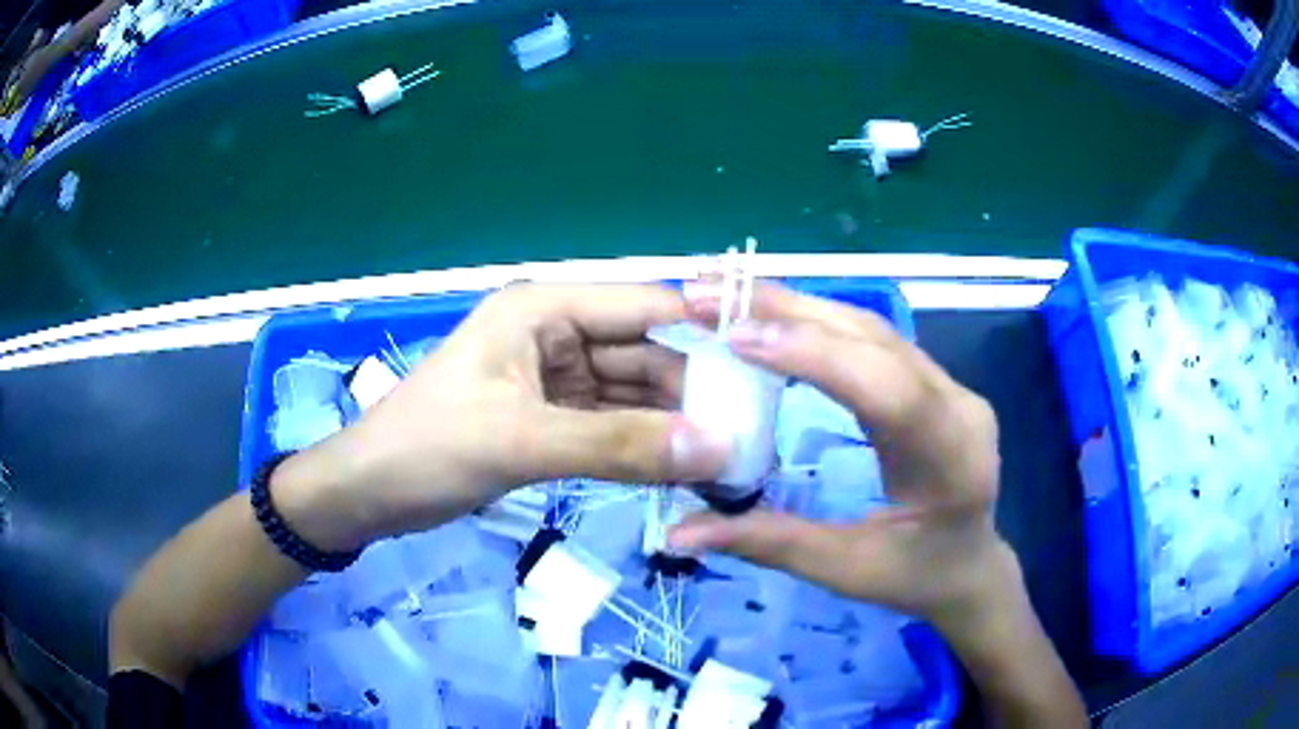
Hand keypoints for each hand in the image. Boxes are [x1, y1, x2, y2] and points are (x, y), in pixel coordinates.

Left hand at [274, 283, 730, 551]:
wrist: (369, 492)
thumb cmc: (429, 448)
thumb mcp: (522, 442)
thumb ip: (619, 446)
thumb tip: (715, 449)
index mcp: (545, 308)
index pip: (647, 305)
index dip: (708, 329)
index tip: (767, 368)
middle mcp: (556, 332)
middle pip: (644, 353)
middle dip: (694, 391)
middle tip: (751, 434)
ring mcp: (553, 378)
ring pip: (631, 394)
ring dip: (671, 424)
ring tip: (726, 458)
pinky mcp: (547, 418)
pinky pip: (609, 425)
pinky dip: (641, 445)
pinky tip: (678, 469)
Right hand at [669, 282, 1016, 634]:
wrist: (971, 566)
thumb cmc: (915, 577)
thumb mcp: (844, 571)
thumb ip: (767, 543)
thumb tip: (677, 532)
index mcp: (951, 460)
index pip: (887, 389)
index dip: (814, 356)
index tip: (735, 337)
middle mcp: (959, 405)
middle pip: (876, 339)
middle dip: (789, 311)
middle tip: (707, 293)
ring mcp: (952, 385)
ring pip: (872, 328)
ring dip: (798, 306)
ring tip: (728, 295)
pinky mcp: (936, 380)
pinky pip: (874, 339)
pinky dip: (818, 323)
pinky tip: (774, 318)